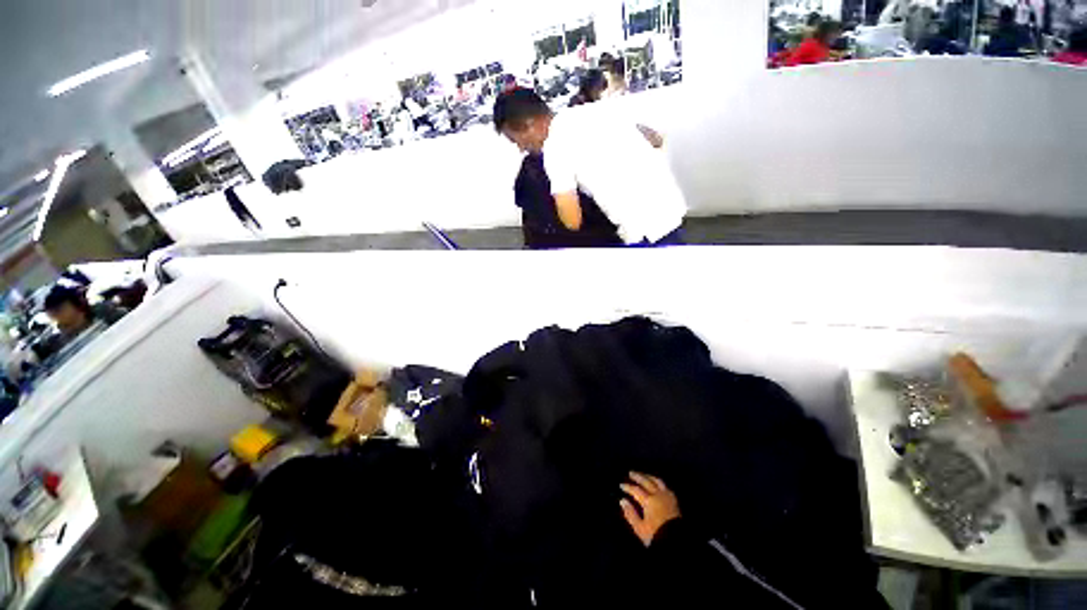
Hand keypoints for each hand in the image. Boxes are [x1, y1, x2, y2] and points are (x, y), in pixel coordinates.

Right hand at [620, 472, 680, 546]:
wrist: (677, 542)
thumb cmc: (657, 536)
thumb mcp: (640, 528)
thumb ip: (630, 514)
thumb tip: (622, 501)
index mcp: (648, 501)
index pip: (636, 490)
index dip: (628, 487)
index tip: (621, 485)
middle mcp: (658, 495)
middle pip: (646, 482)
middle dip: (638, 476)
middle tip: (631, 473)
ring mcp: (667, 496)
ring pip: (657, 481)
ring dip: (648, 476)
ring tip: (643, 475)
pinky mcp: (674, 500)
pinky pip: (665, 486)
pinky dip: (658, 482)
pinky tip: (657, 483)